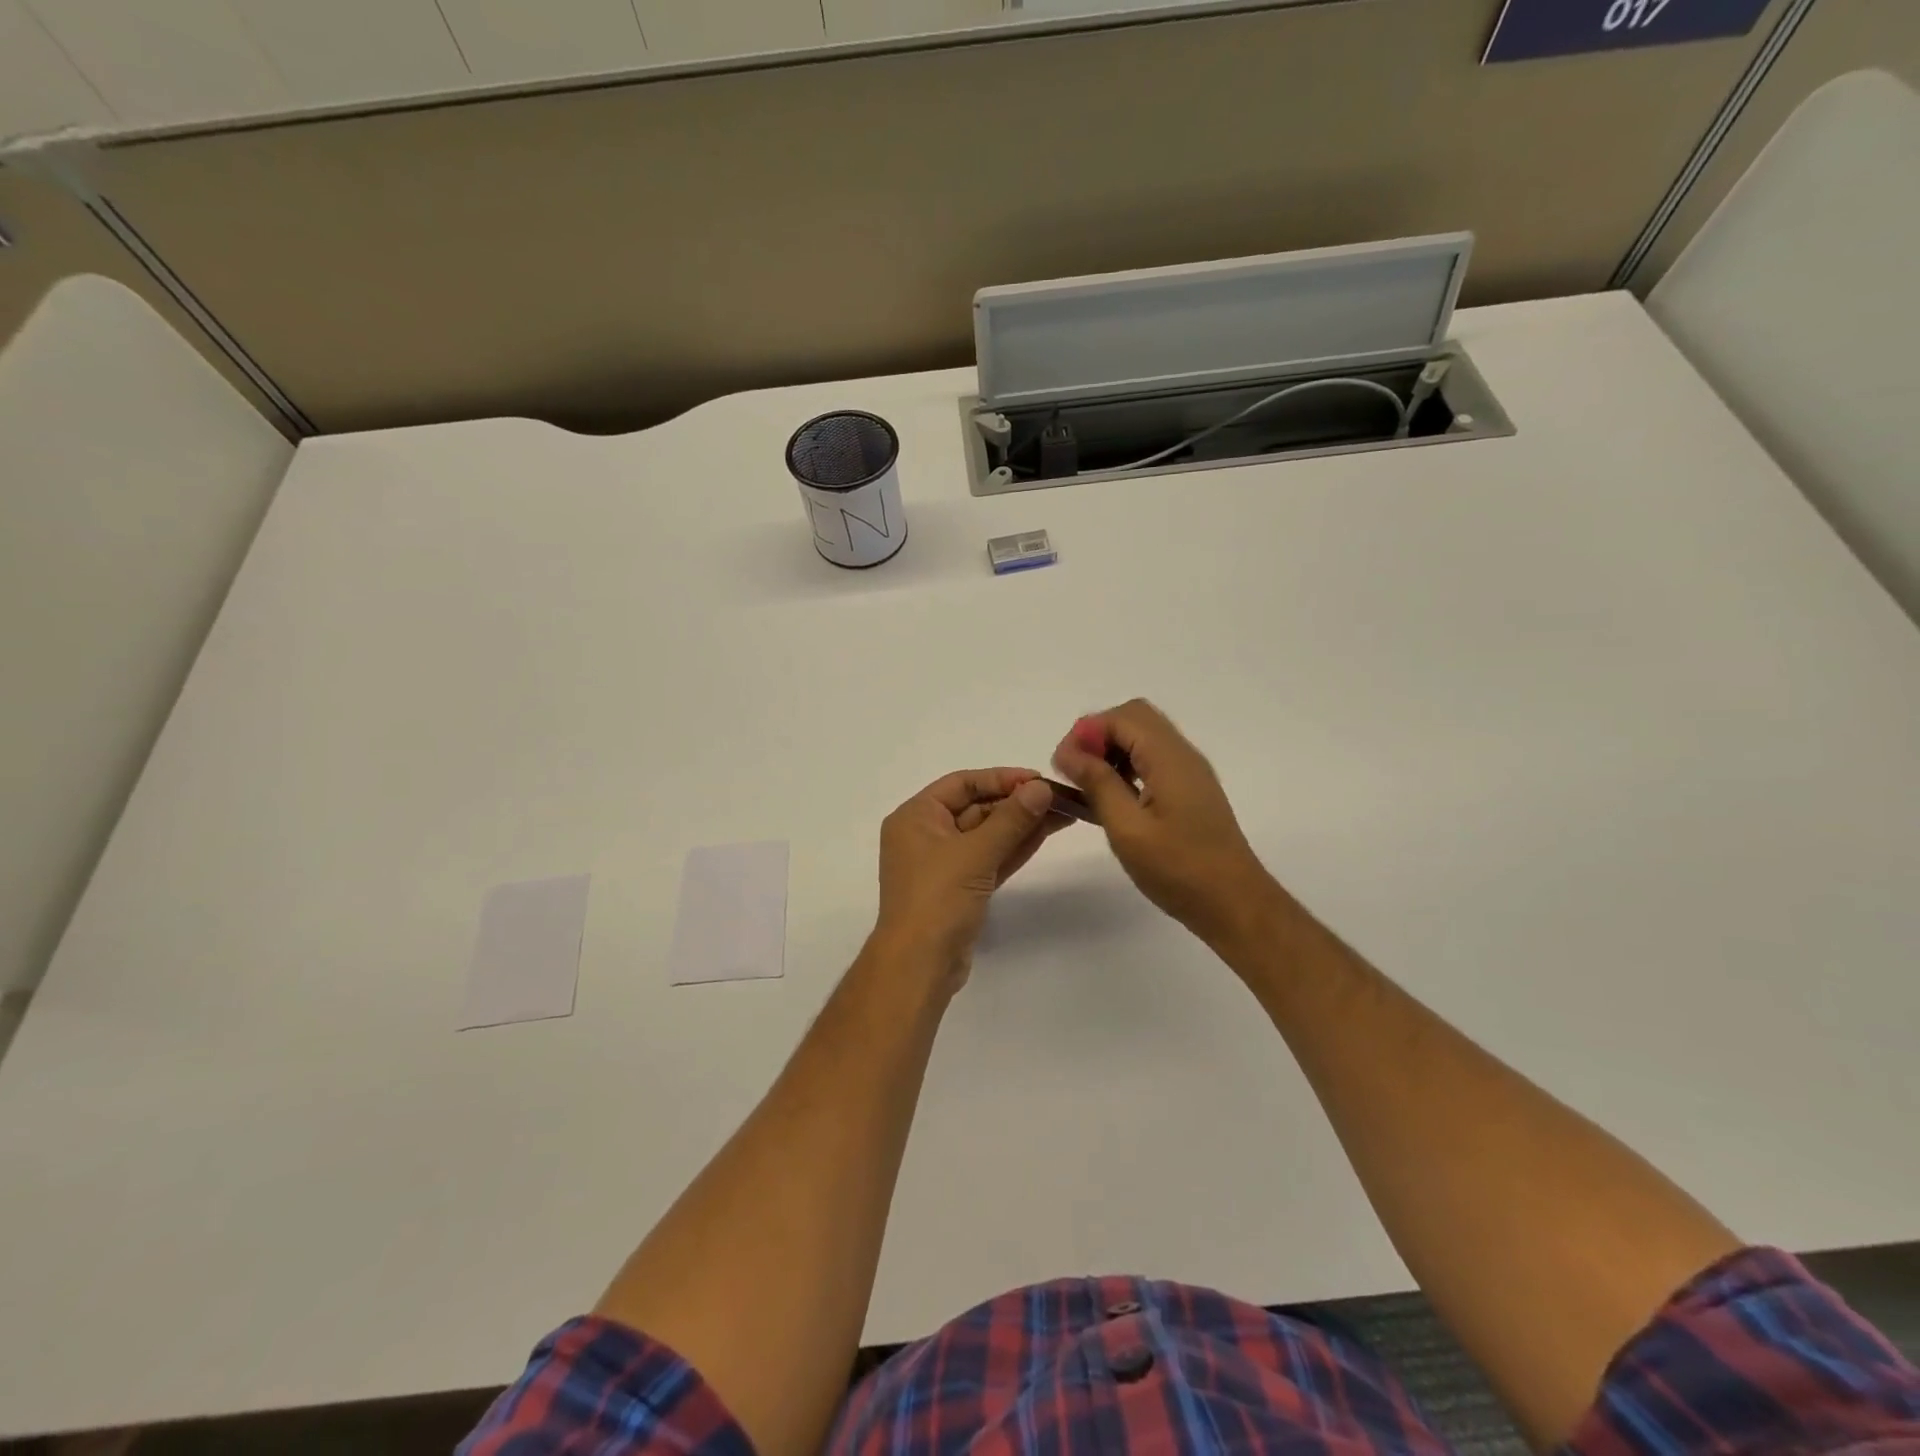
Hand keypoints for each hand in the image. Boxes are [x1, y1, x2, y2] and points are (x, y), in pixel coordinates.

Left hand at [873, 768, 1069, 985]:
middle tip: (1058, 798)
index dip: (1000, 778)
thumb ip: (1011, 819)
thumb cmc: (937, 899)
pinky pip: (989, 858)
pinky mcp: (960, 888)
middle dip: (1016, 803)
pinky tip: (1044, 834)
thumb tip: (1041, 788)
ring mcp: (943, 864)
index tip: (1038, 779)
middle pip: (976, 808)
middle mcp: (925, 835)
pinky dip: (1013, 847)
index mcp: (915, 817)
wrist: (920, 965)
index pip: (961, 784)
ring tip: (1062, 813)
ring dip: (1021, 824)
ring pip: (987, 835)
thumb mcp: (975, 853)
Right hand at [1052, 700, 1277, 947]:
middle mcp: (1182, 755)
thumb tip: (1069, 752)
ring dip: (1111, 751)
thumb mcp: (1128, 829)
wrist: (1235, 904)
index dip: (1085, 733)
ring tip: (1087, 787)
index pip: (1121, 717)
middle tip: (1075, 772)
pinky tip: (1111, 800)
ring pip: (1143, 738)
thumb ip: (1098, 784)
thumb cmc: (1179, 870)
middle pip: (1134, 718)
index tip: (1063, 767)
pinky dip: (1126, 767)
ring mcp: (1189, 772)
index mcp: (1169, 759)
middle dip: (1097, 736)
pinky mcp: (1189, 790)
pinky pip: (1152, 760)